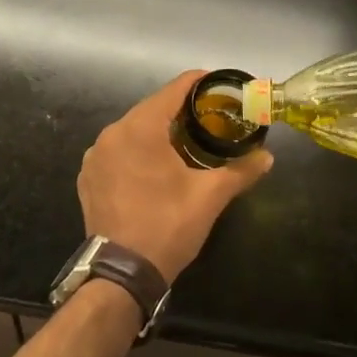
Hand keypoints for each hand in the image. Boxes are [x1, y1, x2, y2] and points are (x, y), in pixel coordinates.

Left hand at [77, 71, 273, 284]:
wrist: (121, 274)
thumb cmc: (168, 225)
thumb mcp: (210, 196)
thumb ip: (240, 170)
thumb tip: (268, 157)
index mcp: (140, 128)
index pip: (174, 89)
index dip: (199, 83)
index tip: (220, 85)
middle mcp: (112, 133)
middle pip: (152, 108)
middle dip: (181, 109)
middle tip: (210, 116)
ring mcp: (95, 156)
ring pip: (133, 130)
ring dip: (158, 130)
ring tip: (186, 140)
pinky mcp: (88, 177)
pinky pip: (117, 151)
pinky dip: (137, 150)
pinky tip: (155, 166)